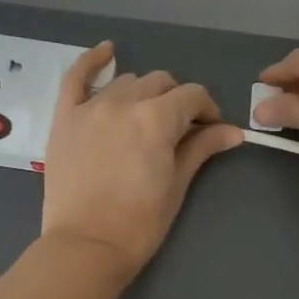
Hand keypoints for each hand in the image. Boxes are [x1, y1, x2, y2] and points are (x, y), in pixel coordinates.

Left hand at [40, 42, 243, 277]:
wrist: (86, 247)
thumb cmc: (139, 223)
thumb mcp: (177, 185)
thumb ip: (201, 148)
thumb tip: (234, 132)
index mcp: (156, 119)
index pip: (192, 96)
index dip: (207, 110)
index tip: (210, 129)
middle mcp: (123, 102)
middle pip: (160, 83)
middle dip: (176, 101)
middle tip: (179, 130)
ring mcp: (90, 107)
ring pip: (126, 81)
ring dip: (143, 93)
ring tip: (145, 118)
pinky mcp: (65, 118)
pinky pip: (76, 77)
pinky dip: (92, 61)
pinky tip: (107, 51)